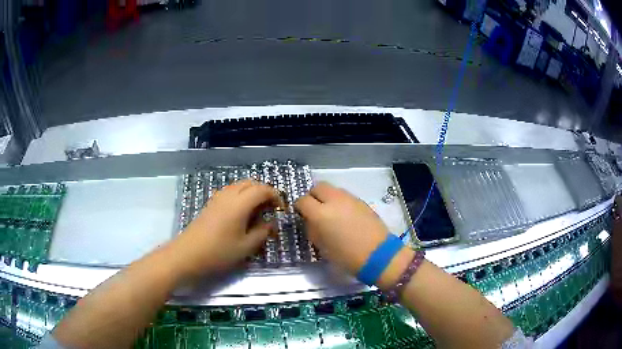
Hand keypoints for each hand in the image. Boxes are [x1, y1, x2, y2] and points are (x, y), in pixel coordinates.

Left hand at [170, 180, 280, 277]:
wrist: (188, 254)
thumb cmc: (219, 252)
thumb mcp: (246, 247)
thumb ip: (262, 232)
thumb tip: (271, 223)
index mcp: (240, 203)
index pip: (262, 189)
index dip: (275, 196)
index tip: (281, 209)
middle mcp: (229, 195)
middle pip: (250, 183)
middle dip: (264, 191)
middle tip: (270, 208)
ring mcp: (217, 198)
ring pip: (239, 186)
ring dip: (251, 193)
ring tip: (257, 211)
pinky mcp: (210, 203)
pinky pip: (230, 192)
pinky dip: (241, 196)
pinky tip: (241, 214)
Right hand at [295, 182, 392, 276]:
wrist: (378, 255)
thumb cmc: (347, 257)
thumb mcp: (323, 247)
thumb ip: (313, 229)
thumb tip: (310, 221)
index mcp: (321, 214)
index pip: (303, 201)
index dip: (299, 207)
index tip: (301, 214)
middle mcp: (334, 201)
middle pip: (318, 187)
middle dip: (313, 196)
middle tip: (315, 210)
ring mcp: (350, 199)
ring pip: (333, 189)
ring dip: (328, 197)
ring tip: (331, 213)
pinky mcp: (362, 201)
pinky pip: (345, 196)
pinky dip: (340, 201)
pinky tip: (345, 216)